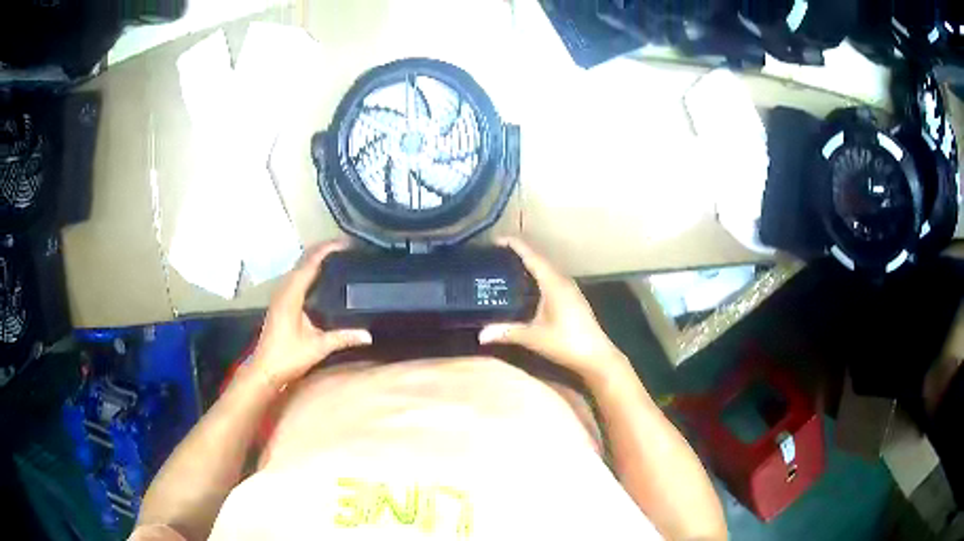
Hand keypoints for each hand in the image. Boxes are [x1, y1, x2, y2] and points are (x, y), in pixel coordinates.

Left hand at [250, 239, 371, 389]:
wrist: (265, 370)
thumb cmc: (288, 357)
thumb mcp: (318, 347)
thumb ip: (343, 338)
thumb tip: (368, 335)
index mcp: (291, 295)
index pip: (310, 263)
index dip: (327, 249)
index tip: (346, 243)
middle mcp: (284, 289)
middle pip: (303, 260)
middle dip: (323, 250)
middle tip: (346, 248)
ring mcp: (280, 294)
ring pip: (298, 267)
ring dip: (315, 258)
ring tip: (337, 257)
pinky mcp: (279, 301)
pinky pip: (295, 276)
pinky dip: (309, 269)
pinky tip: (320, 276)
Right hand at [479, 237, 622, 381]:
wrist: (597, 357)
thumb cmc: (567, 343)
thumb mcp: (535, 338)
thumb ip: (507, 332)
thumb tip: (480, 335)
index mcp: (553, 283)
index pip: (532, 256)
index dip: (515, 245)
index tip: (496, 240)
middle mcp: (562, 280)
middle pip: (539, 258)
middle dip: (518, 253)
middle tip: (495, 255)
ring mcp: (570, 289)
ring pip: (546, 269)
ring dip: (529, 264)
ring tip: (506, 266)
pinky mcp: (572, 298)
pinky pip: (551, 278)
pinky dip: (536, 275)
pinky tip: (526, 286)